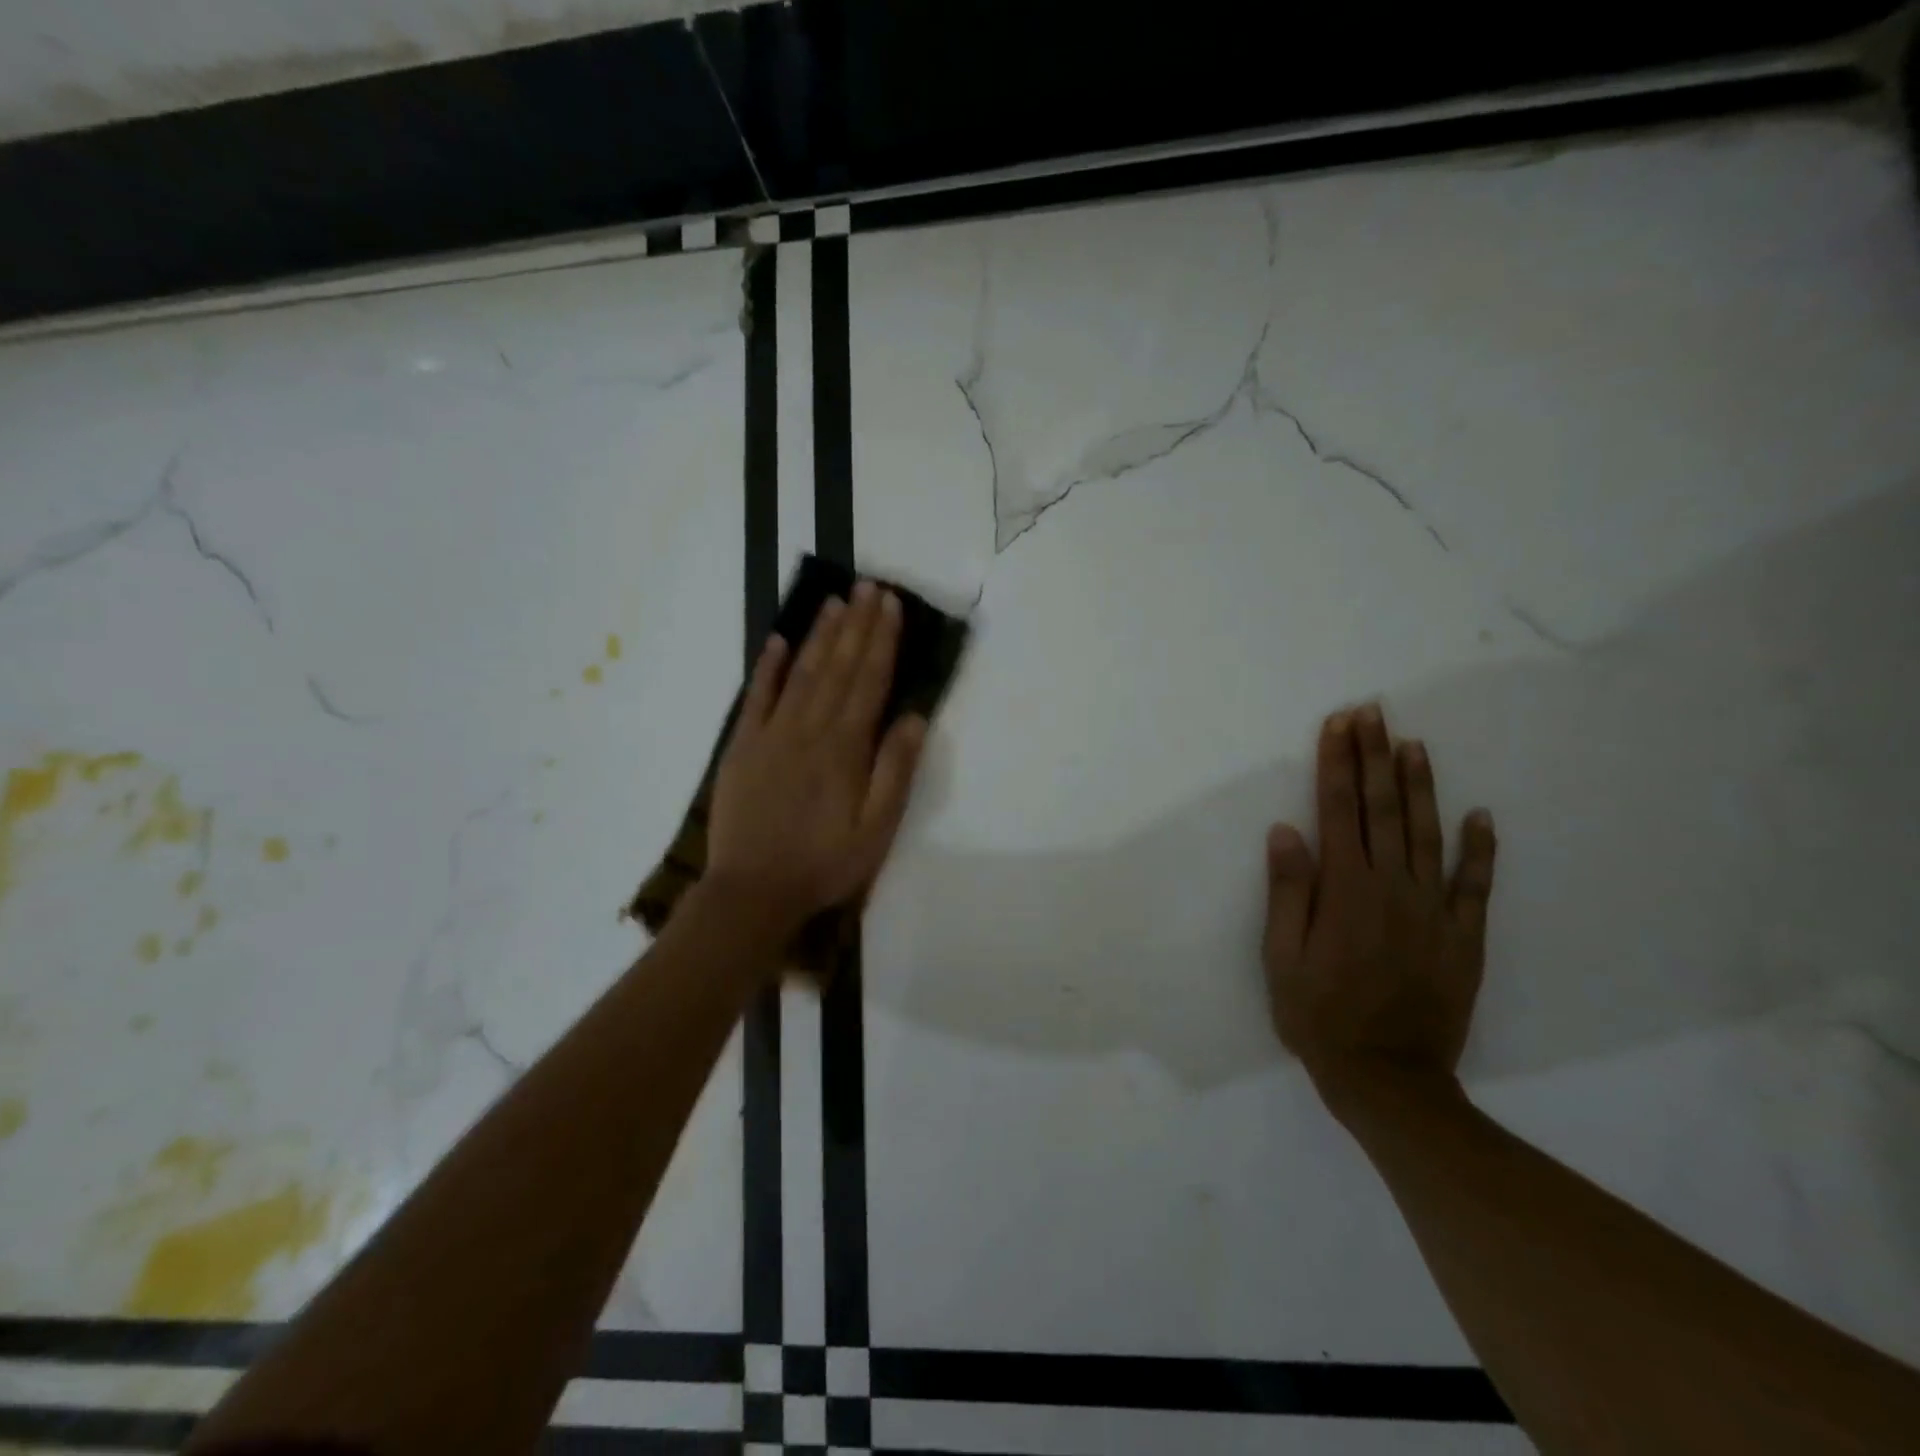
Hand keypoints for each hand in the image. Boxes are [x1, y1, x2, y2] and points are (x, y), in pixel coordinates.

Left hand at [707, 581, 927, 938]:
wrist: (753, 890)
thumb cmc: (824, 863)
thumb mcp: (876, 829)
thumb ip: (895, 770)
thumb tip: (913, 716)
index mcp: (845, 747)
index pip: (868, 681)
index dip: (881, 640)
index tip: (890, 605)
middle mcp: (809, 729)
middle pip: (838, 667)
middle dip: (856, 625)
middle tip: (868, 586)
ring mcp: (771, 734)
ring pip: (802, 673)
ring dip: (820, 635)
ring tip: (835, 602)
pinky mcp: (742, 747)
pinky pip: (757, 697)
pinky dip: (768, 667)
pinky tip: (779, 642)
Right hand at [1262, 705, 1496, 1103]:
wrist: (1387, 1078)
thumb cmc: (1318, 1015)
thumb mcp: (1281, 957)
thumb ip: (1288, 891)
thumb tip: (1285, 831)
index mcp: (1344, 889)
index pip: (1338, 810)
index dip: (1336, 763)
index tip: (1338, 724)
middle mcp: (1391, 887)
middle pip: (1383, 809)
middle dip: (1374, 756)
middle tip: (1373, 712)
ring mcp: (1433, 910)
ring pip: (1429, 833)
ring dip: (1421, 785)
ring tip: (1413, 744)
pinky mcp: (1463, 936)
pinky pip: (1475, 885)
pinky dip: (1479, 848)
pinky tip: (1480, 816)